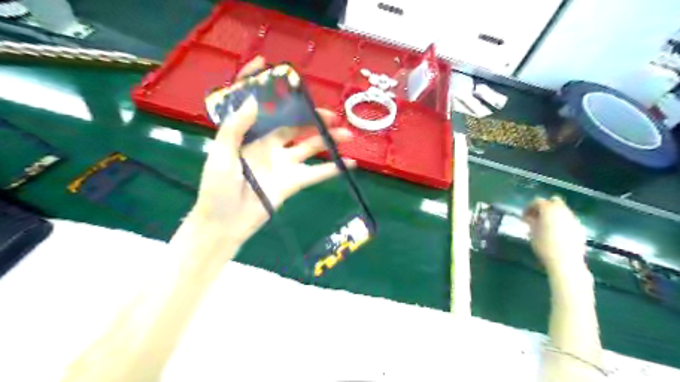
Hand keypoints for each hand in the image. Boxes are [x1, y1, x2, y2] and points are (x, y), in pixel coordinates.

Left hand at [186, 57, 352, 244]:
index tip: (277, 70)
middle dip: (313, 119)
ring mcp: (283, 164)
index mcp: (250, 135)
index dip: (268, 89)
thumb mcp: (220, 156)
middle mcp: (270, 145)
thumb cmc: (216, 188)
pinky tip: (350, 163)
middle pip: (295, 126)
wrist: (225, 224)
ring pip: (310, 147)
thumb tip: (253, 101)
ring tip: (346, 135)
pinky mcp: (293, 182)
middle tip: (332, 115)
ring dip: (328, 140)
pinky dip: (333, 169)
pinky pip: (316, 173)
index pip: (263, 107)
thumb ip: (235, 129)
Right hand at [522, 198, 587, 271]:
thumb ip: (530, 221)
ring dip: (553, 215)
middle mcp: (563, 210)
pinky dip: (561, 222)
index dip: (529, 208)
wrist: (566, 261)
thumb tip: (528, 217)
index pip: (537, 201)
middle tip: (536, 218)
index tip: (524, 217)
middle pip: (553, 202)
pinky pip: (569, 219)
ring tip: (546, 226)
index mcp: (549, 209)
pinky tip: (556, 233)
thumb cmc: (544, 245)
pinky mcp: (580, 228)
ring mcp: (573, 219)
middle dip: (544, 207)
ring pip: (562, 210)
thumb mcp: (532, 233)